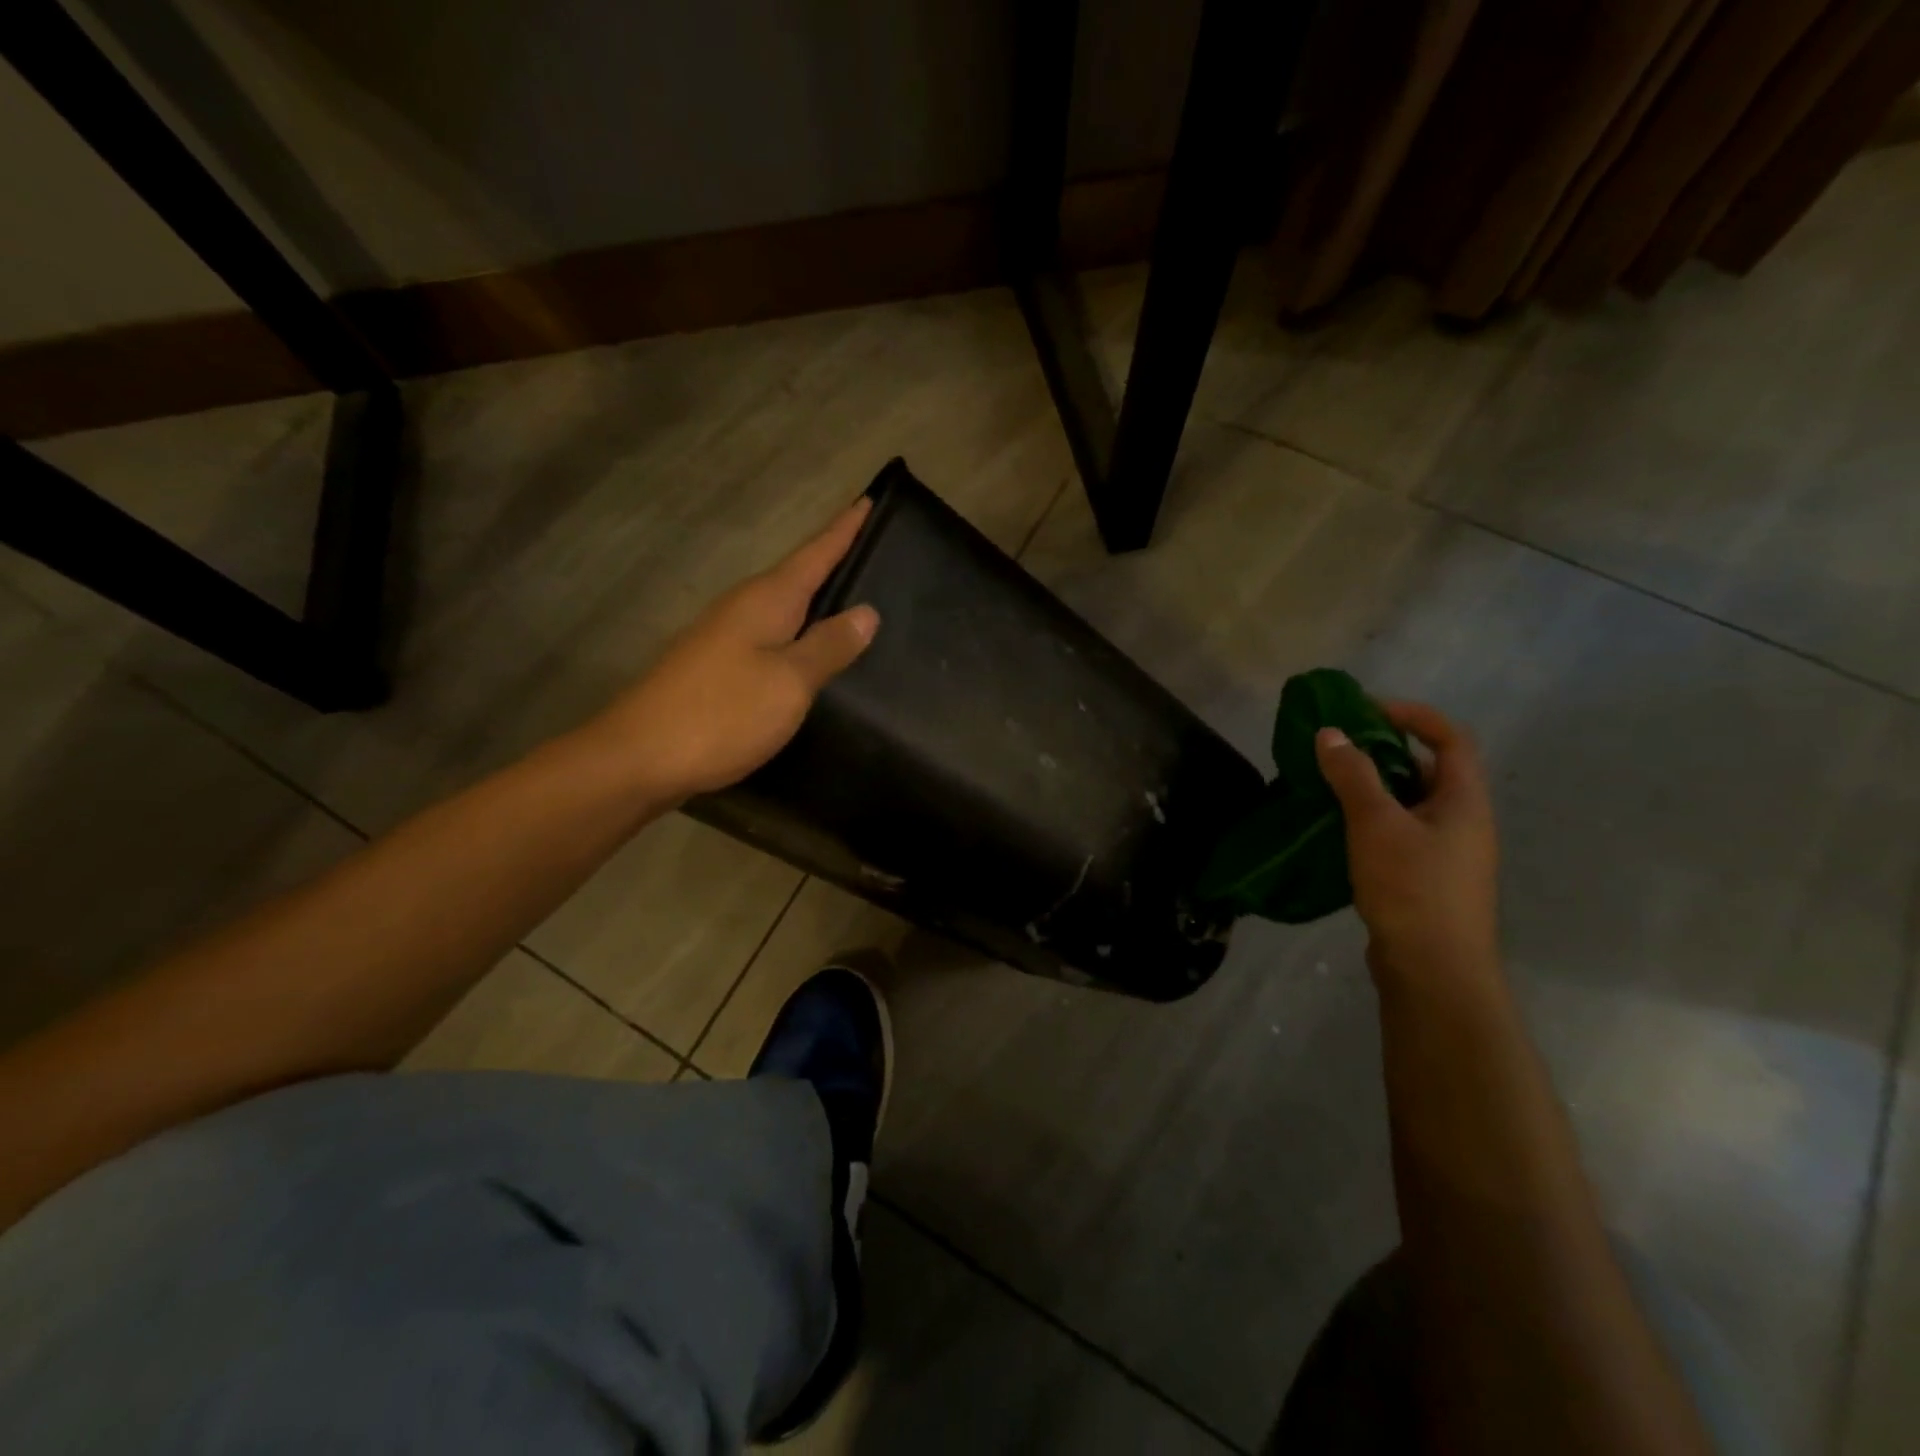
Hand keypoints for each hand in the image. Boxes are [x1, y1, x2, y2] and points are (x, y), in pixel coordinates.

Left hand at [586, 500, 879, 800]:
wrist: (639, 758)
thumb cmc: (721, 713)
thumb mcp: (789, 680)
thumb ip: (829, 646)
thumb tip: (867, 612)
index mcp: (766, 600)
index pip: (816, 553)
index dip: (845, 528)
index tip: (871, 499)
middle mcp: (744, 608)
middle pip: (799, 575)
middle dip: (835, 559)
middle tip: (878, 550)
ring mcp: (726, 638)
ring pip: (784, 607)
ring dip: (817, 598)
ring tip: (856, 597)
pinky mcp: (718, 668)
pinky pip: (772, 637)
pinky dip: (799, 633)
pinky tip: (813, 651)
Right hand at [1314, 701, 1500, 989]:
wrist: (1433, 971)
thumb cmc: (1413, 888)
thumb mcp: (1377, 824)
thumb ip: (1353, 775)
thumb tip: (1330, 733)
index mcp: (1464, 801)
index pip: (1450, 738)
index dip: (1412, 715)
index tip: (1365, 711)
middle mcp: (1462, 822)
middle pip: (1427, 769)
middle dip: (1382, 752)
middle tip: (1336, 748)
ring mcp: (1445, 854)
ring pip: (1407, 804)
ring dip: (1370, 788)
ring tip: (1326, 784)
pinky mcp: (1423, 879)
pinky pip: (1396, 833)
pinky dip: (1367, 820)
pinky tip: (1334, 829)